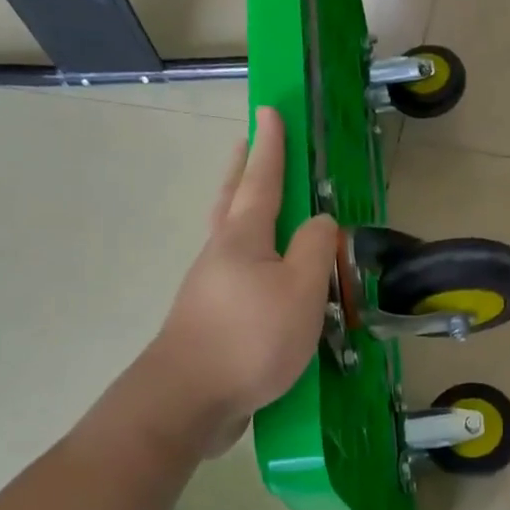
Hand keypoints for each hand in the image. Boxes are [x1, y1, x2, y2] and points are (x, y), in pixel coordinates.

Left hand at [144, 108, 338, 455]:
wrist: (187, 400)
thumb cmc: (249, 338)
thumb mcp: (300, 291)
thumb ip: (316, 249)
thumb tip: (322, 223)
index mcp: (242, 238)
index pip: (262, 180)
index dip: (271, 145)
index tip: (269, 109)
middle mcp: (220, 255)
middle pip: (231, 200)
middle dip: (243, 169)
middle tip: (248, 143)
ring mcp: (210, 288)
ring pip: (229, 236)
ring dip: (240, 209)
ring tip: (255, 201)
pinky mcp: (210, 320)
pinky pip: (235, 273)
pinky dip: (249, 256)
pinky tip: (263, 275)